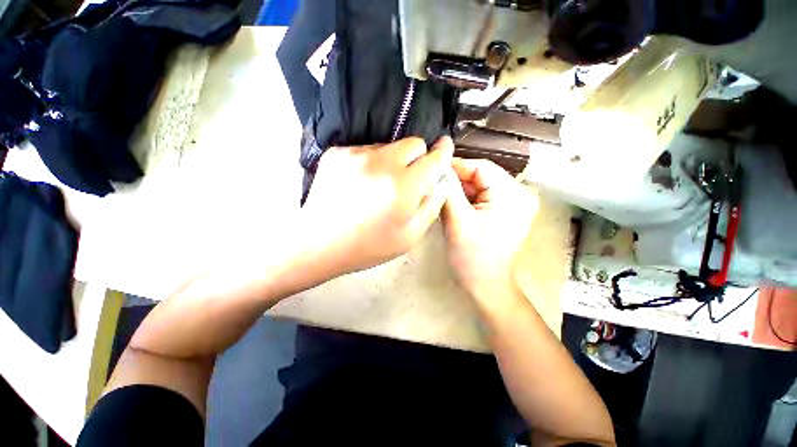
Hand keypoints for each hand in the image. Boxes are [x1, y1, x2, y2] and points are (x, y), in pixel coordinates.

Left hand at [302, 137, 453, 276]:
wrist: (318, 244)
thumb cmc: (369, 246)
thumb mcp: (410, 235)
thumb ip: (432, 204)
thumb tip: (441, 179)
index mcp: (403, 186)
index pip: (434, 157)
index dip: (443, 152)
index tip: (445, 147)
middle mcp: (381, 163)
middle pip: (414, 143)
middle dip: (418, 158)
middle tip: (408, 180)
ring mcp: (356, 154)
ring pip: (389, 146)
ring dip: (393, 161)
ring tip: (379, 186)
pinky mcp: (338, 152)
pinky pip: (366, 150)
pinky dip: (371, 163)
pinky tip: (360, 184)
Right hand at [442, 158, 537, 301]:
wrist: (486, 284)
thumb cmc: (472, 257)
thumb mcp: (457, 221)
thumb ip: (448, 191)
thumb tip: (438, 167)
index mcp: (512, 195)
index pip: (480, 167)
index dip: (455, 167)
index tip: (433, 171)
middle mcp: (520, 194)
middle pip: (481, 176)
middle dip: (456, 181)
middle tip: (435, 187)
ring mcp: (515, 202)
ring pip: (480, 186)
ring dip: (460, 191)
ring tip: (442, 198)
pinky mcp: (508, 211)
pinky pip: (484, 196)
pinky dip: (467, 199)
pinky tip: (454, 207)